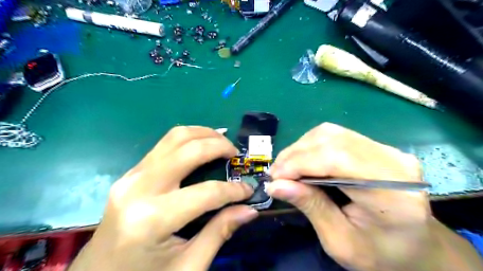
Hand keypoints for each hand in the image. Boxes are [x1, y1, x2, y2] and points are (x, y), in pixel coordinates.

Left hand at [69, 126, 255, 270]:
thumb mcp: (188, 266)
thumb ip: (220, 232)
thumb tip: (249, 210)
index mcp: (152, 219)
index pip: (206, 193)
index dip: (233, 190)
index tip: (249, 190)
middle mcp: (139, 189)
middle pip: (188, 150)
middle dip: (218, 146)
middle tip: (236, 153)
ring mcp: (131, 176)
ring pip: (174, 138)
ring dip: (203, 134)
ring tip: (222, 141)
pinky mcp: (131, 173)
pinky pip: (164, 145)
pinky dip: (188, 139)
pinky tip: (201, 145)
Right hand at [266, 122, 480, 270]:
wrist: (416, 247)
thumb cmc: (381, 254)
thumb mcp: (341, 242)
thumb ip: (311, 208)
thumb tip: (276, 185)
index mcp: (393, 193)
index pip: (338, 159)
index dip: (300, 163)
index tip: (275, 178)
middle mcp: (393, 161)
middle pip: (333, 140)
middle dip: (296, 154)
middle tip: (276, 174)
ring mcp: (386, 149)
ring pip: (331, 133)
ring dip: (301, 148)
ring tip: (286, 168)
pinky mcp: (376, 147)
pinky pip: (336, 136)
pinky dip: (311, 146)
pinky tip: (302, 161)